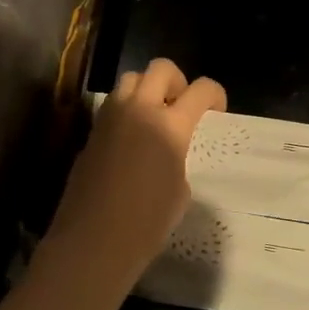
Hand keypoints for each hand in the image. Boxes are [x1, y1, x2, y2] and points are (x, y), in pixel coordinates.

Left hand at [44, 58, 225, 290]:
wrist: (94, 241)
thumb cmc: (147, 223)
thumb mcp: (180, 189)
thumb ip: (179, 158)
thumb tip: (169, 152)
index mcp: (170, 126)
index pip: (201, 89)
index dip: (215, 94)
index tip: (217, 110)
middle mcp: (139, 110)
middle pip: (161, 68)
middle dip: (177, 82)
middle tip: (181, 107)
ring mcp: (110, 118)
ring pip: (131, 79)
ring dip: (147, 90)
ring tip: (154, 119)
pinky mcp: (92, 132)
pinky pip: (113, 105)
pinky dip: (127, 111)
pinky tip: (132, 140)